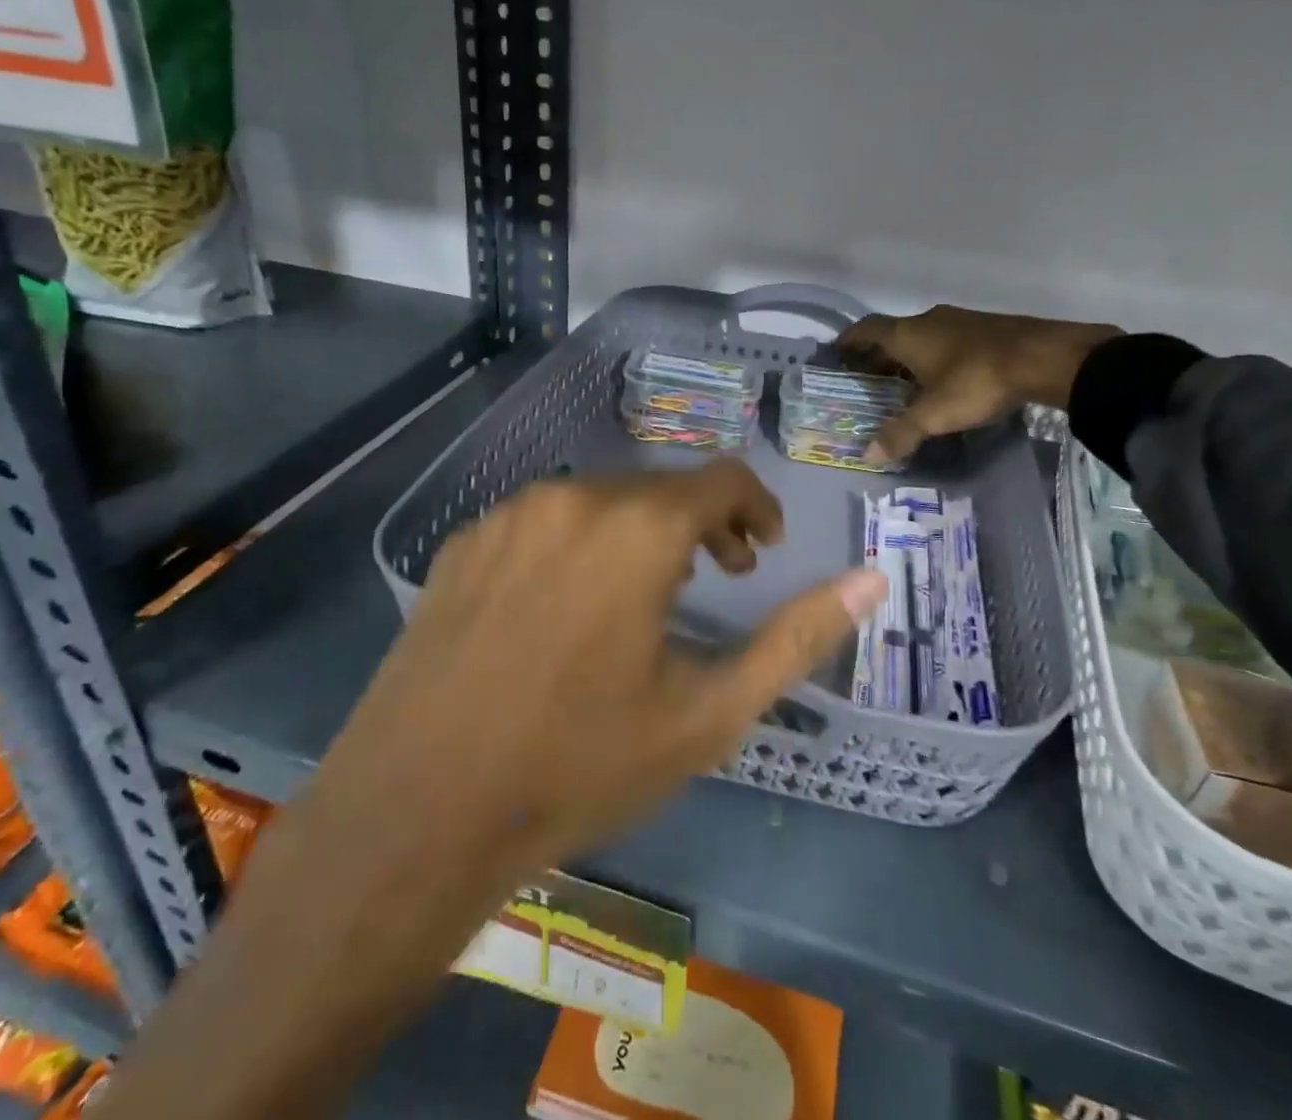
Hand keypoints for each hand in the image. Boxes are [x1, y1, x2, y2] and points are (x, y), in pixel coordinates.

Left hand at [102, 464, 887, 1119]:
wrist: (418, 812)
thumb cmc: (579, 765)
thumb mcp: (708, 713)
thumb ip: (795, 638)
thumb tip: (872, 580)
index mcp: (637, 527)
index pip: (722, 478)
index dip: (755, 507)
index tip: (762, 549)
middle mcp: (573, 496)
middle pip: (661, 487)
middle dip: (702, 525)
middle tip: (718, 580)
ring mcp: (509, 515)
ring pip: (600, 501)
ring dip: (639, 533)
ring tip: (645, 597)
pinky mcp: (463, 542)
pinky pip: (543, 522)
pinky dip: (577, 545)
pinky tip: (564, 611)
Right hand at [837, 305, 1120, 461]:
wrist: (1045, 358)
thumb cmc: (977, 381)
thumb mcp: (934, 414)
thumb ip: (901, 434)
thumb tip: (868, 455)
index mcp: (909, 333)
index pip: (867, 330)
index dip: (849, 341)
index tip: (836, 353)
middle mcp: (930, 320)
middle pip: (893, 333)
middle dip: (878, 354)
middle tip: (867, 378)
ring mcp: (961, 321)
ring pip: (923, 337)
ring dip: (909, 356)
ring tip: (904, 383)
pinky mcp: (987, 329)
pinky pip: (949, 341)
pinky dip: (937, 357)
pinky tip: (945, 380)